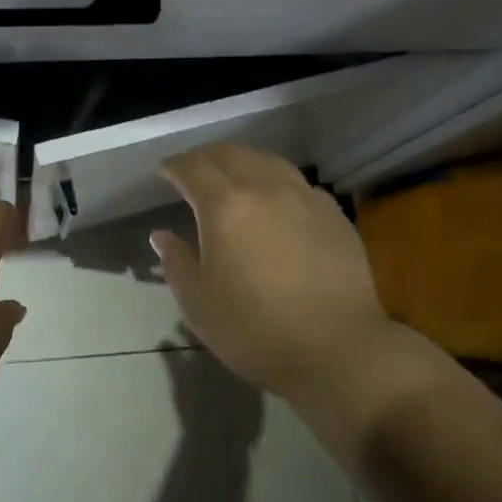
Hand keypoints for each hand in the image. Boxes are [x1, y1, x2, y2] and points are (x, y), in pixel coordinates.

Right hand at [152, 144, 392, 401]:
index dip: (174, 166)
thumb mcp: (199, 304)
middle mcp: (264, 187)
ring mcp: (303, 196)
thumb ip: (177, 263)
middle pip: (230, 154)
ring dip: (242, 161)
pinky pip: (296, 182)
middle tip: (194, 170)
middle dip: (206, 157)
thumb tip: (163, 235)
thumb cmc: (256, 330)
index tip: (164, 172)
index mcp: (225, 205)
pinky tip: (276, 200)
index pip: (192, 168)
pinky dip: (275, 180)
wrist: (339, 348)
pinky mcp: (333, 212)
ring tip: (233, 176)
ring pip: (267, 161)